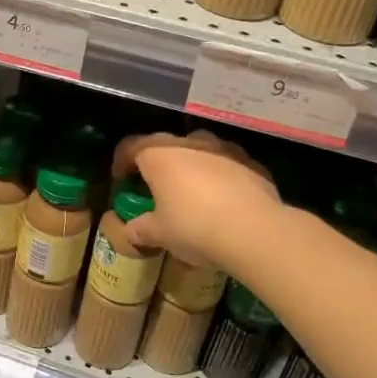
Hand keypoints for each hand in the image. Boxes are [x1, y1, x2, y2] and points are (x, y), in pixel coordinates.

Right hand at [111, 131, 281, 270]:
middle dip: (158, 165)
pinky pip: (227, 165)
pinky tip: (223, 202)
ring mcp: (224, 150)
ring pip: (199, 151)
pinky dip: (219, 178)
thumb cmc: (194, 227)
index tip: (122, 180)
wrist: (255, 231)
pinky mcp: (252, 163)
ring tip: (192, 194)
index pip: (130, 147)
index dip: (121, 162)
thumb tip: (130, 231)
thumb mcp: (159, 234)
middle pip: (165, 146)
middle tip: (155, 189)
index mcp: (159, 155)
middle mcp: (190, 143)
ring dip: (191, 167)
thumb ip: (140, 229)